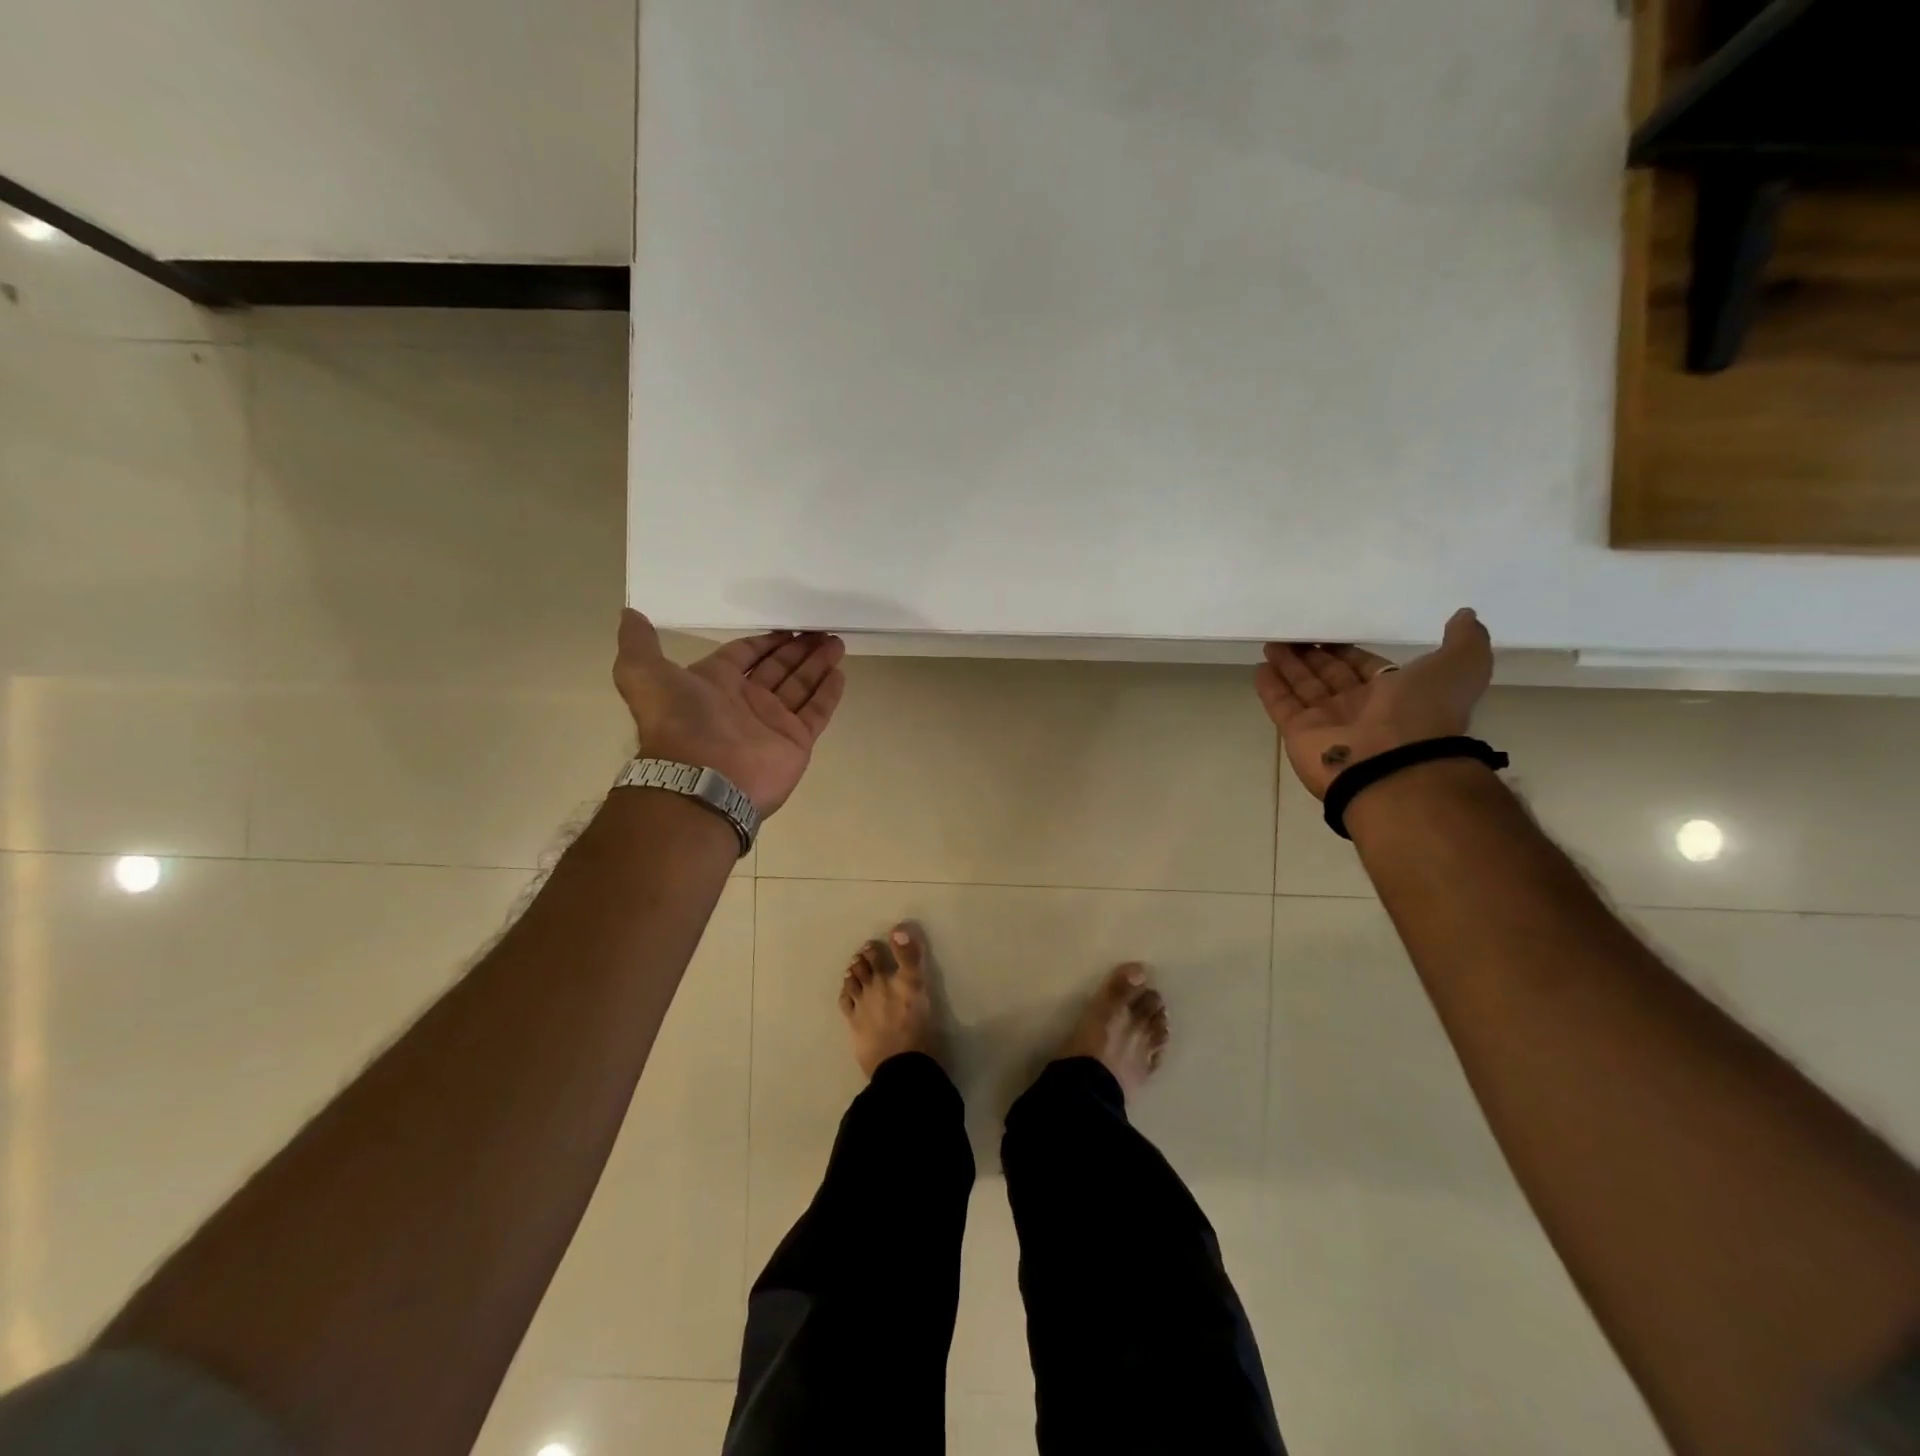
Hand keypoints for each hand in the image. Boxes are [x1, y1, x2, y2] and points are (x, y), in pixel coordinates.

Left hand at [613, 610, 847, 814]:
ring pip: (800, 686)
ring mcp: (772, 723)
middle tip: (822, 629)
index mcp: (714, 685)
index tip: (787, 626)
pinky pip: (816, 712)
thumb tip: (628, 614)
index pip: (745, 656)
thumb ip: (639, 645)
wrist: (702, 778)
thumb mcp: (643, 674)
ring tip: (837, 642)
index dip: (764, 641)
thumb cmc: (679, 722)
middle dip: (798, 649)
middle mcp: (744, 703)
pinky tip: (840, 672)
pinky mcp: (796, 741)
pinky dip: (828, 693)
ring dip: (818, 664)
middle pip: (778, 668)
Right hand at [1256, 608, 1493, 799]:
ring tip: (1272, 641)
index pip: (1364, 667)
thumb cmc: (1424, 712)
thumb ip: (1464, 641)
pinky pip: (1282, 705)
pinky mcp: (1299, 733)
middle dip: (1312, 655)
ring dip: (1288, 665)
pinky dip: (1270, 687)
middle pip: (1329, 675)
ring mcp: (1327, 723)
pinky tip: (1260, 666)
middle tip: (1293, 633)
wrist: (1394, 764)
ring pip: (1303, 687)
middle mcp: (1360, 709)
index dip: (1347, 651)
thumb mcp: (1461, 666)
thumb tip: (1464, 616)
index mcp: (1396, 694)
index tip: (1328, 632)